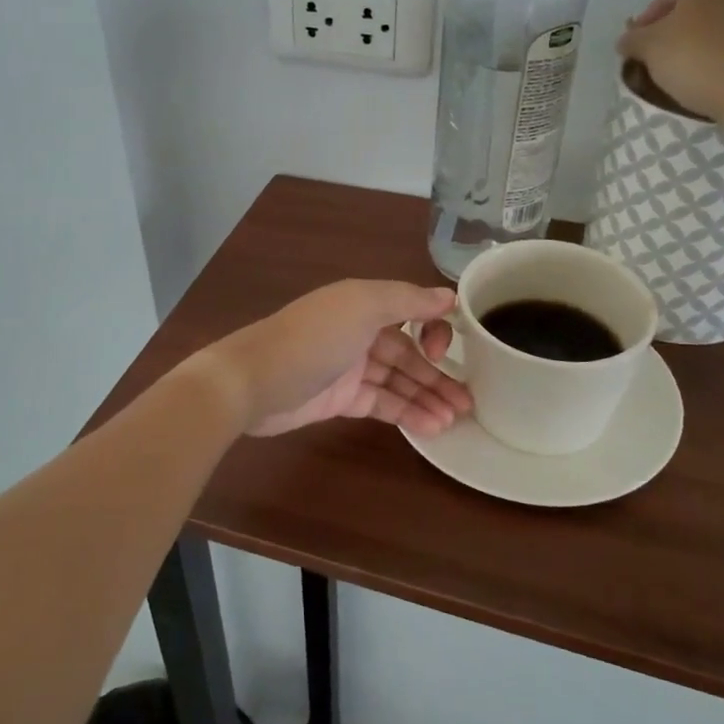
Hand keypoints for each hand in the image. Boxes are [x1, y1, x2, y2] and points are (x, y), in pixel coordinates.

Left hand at [200, 280, 472, 436]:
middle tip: (470, 401)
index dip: (433, 329)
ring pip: (398, 380)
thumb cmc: (313, 338)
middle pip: (408, 351)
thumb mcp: (362, 306)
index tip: (446, 351)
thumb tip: (449, 295)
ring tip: (457, 420)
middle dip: (438, 374)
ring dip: (427, 397)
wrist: (253, 382)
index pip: (412, 311)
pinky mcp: (340, 399)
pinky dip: (406, 413)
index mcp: (364, 302)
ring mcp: (350, 367)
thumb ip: (407, 300)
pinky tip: (432, 428)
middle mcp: (359, 331)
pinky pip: (382, 403)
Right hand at [616, 0, 723, 121]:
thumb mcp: (648, 48)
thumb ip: (632, 39)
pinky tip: (710, 68)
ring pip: (716, 20)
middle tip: (659, 55)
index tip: (636, 48)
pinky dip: (720, 48)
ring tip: (685, 65)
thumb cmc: (695, 58)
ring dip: (698, 37)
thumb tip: (628, 39)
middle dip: (674, 28)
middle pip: (693, 6)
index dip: (645, 23)